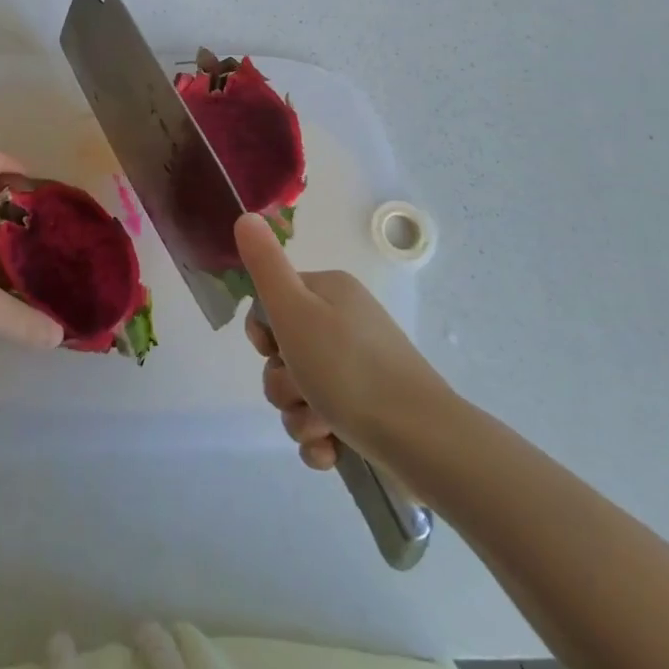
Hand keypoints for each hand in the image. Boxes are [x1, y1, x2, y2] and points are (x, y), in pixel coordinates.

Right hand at [236, 213, 450, 469]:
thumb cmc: (349, 369)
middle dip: (283, 383)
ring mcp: (360, 371)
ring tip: (324, 427)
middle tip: (302, 391)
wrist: (422, 439)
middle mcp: (345, 323)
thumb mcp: (295, 310)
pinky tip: (332, 452)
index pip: (273, 303)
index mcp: (329, 292)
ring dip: (300, 416)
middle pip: (284, 353)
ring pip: (301, 392)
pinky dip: (321, 440)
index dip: (264, 333)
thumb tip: (246, 216)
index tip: (273, 349)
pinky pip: (324, 424)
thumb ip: (265, 265)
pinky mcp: (370, 413)